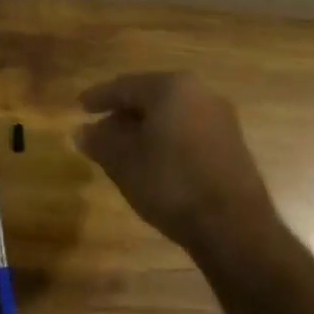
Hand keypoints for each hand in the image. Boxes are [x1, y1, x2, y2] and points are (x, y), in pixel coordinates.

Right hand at [75, 73, 281, 262]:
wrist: (234, 227)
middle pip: (150, 97)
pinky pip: (188, 131)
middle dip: (123, 113)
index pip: (124, 86)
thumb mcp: (122, 161)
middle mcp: (200, 93)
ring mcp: (221, 118)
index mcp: (171, 87)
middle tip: (99, 129)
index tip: (80, 106)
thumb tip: (81, 132)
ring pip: (170, 115)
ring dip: (145, 128)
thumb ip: (99, 141)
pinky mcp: (232, 145)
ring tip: (122, 148)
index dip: (98, 97)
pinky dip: (166, 139)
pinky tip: (152, 160)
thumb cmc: (170, 182)